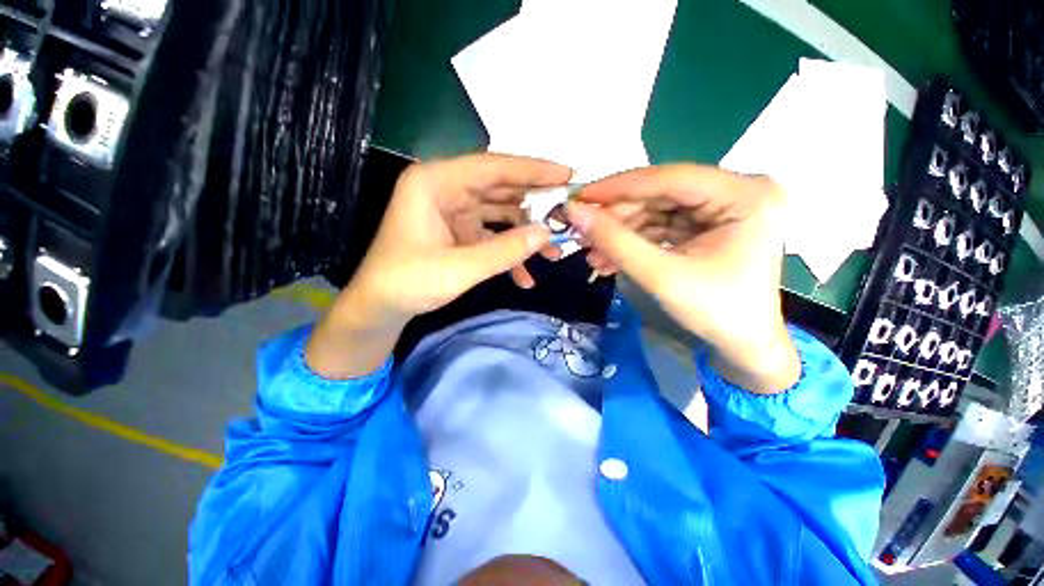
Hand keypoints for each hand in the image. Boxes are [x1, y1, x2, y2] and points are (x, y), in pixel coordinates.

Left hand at [306, 154, 570, 378]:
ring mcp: (453, 212)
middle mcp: (445, 190)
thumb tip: (546, 235)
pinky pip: (491, 235)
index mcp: (435, 183)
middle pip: (500, 189)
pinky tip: (525, 277)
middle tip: (568, 213)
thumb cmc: (408, 283)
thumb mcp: (459, 269)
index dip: (532, 170)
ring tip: (553, 252)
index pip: (492, 167)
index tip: (567, 175)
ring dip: (525, 234)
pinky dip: (508, 252)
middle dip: (535, 205)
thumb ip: (504, 251)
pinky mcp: (458, 232)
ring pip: (499, 214)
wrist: (380, 307)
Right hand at [567, 165, 799, 392]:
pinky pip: (661, 225)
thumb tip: (573, 212)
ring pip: (656, 210)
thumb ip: (615, 241)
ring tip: (592, 255)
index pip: (670, 178)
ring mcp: (723, 207)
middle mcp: (738, 191)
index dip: (618, 187)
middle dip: (616, 217)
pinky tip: (608, 259)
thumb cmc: (714, 313)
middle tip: (580, 232)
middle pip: (661, 194)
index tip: (578, 198)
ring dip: (620, 232)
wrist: (742, 346)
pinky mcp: (708, 224)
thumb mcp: (660, 275)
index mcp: (746, 195)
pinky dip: (633, 241)